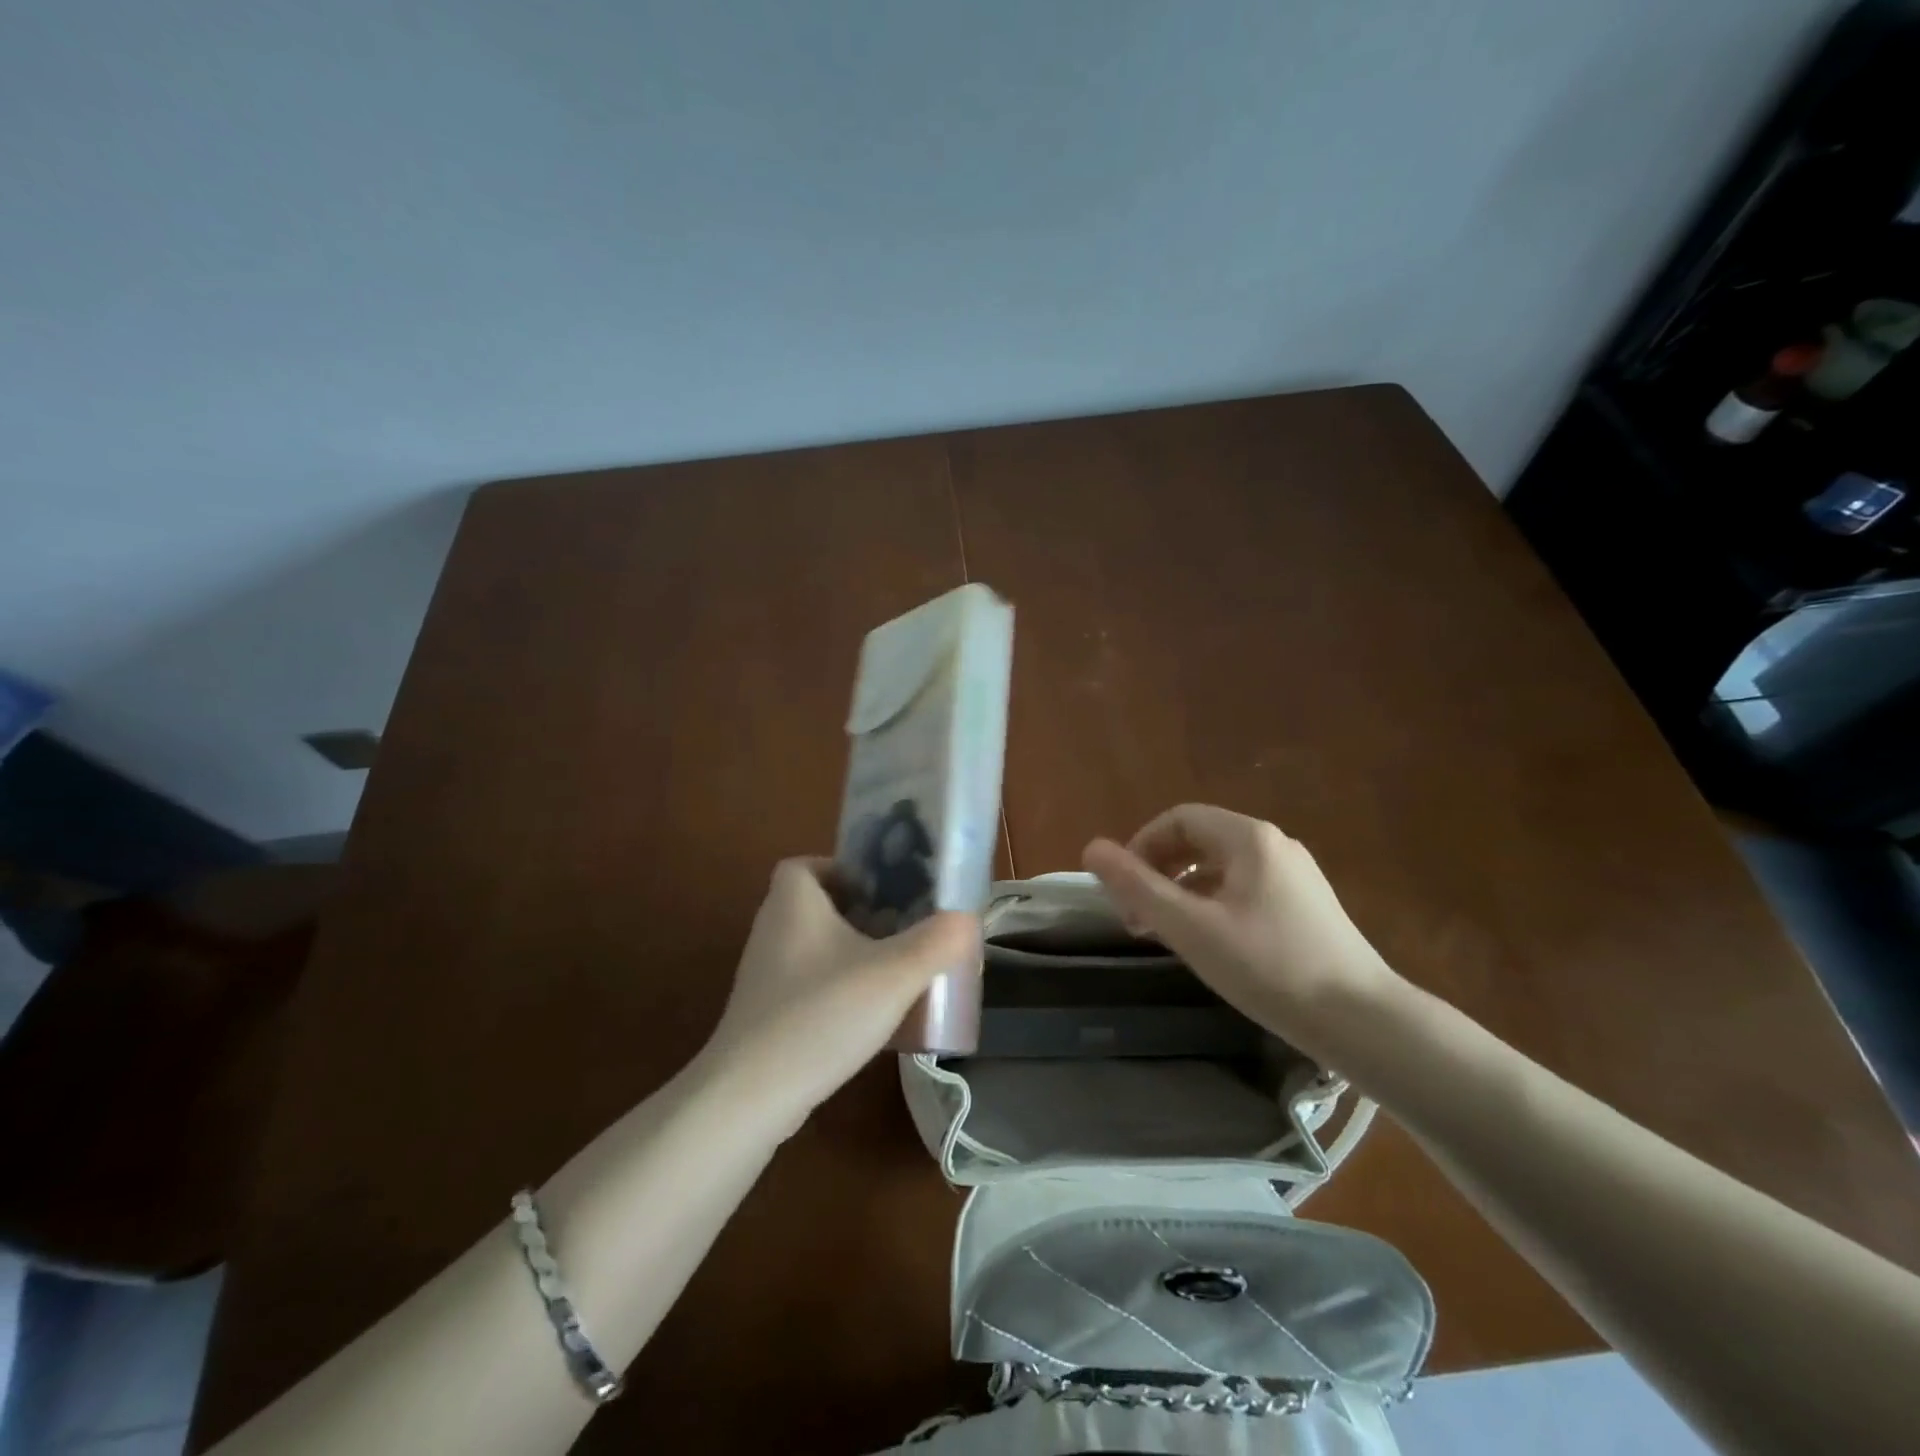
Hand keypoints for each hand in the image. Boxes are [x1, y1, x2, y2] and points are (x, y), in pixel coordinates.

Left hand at [701, 858, 977, 1128]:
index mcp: (793, 903)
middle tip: (903, 927)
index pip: (807, 865)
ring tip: (894, 968)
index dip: (843, 870)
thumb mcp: (893, 975)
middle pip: (817, 905)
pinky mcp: (764, 1014)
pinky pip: (807, 983)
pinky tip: (868, 1014)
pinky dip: (836, 987)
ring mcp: (764, 975)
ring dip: (851, 951)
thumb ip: (937, 943)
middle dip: (860, 912)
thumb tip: (968, 918)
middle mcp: (772, 930)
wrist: (749, 1097)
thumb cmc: (820, 1015)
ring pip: (814, 946)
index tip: (883, 890)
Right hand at [1082, 804, 1397, 1056]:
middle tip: (1137, 916)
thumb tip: (1091, 848)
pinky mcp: (1307, 905)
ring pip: (1221, 867)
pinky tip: (1209, 941)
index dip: (1141, 845)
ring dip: (1183, 889)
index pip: (1178, 818)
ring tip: (1165, 932)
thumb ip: (1137, 886)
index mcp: (1248, 838)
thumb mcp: (1190, 928)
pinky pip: (1245, 887)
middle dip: (1159, 870)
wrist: (1363, 1021)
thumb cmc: (1268, 967)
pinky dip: (1212, 903)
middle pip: (1199, 840)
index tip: (1122, 888)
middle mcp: (1274, 845)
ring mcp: (1295, 874)